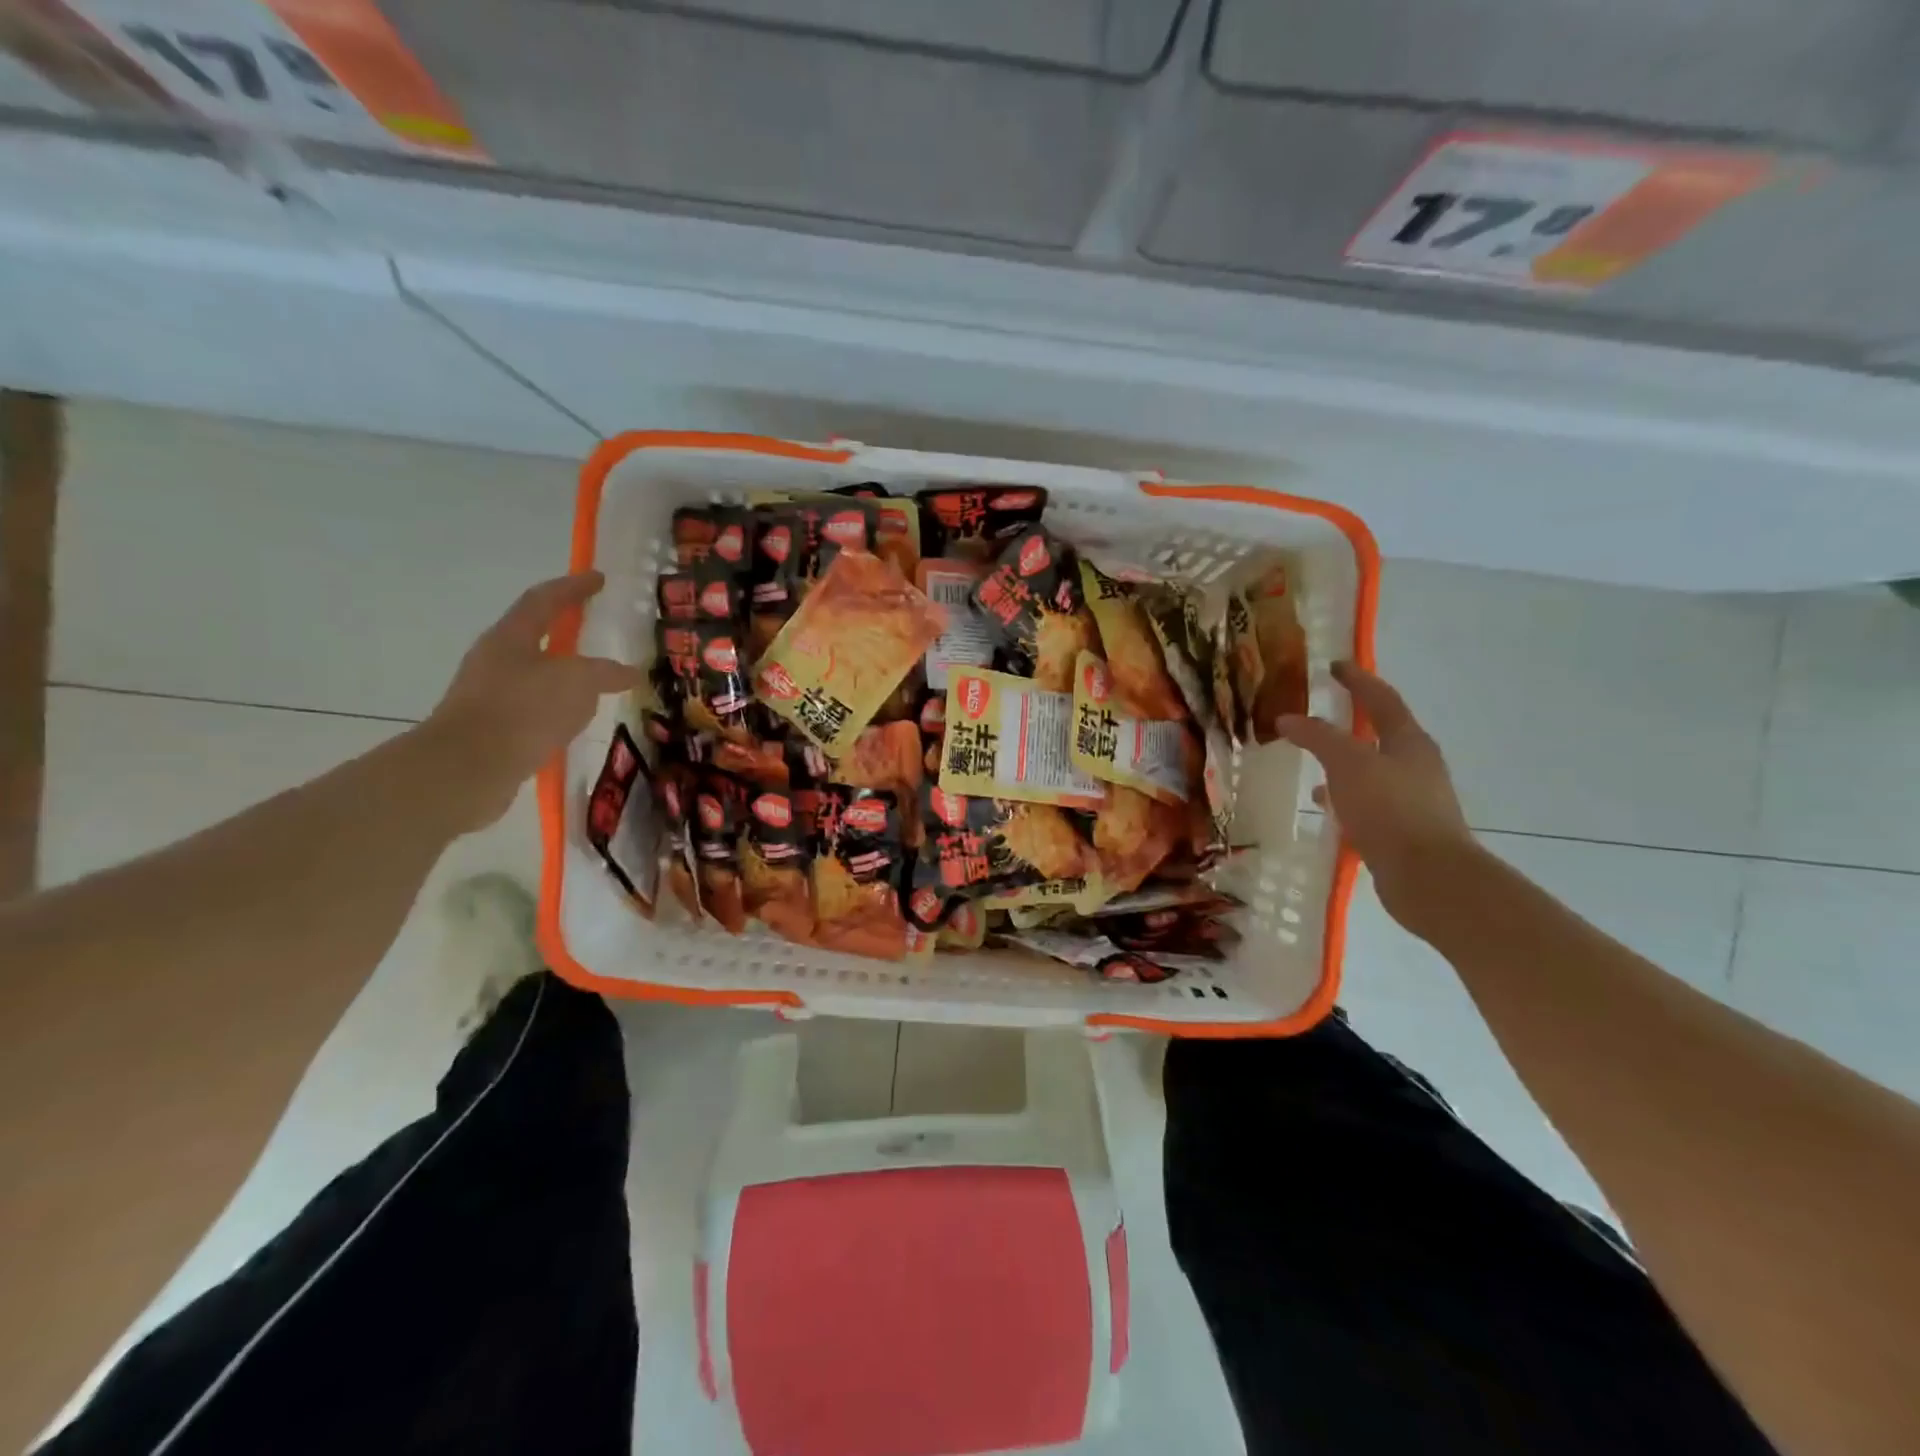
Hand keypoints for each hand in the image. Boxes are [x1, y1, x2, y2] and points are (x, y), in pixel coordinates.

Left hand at [422, 572, 644, 831]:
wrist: (467, 768)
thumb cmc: (523, 710)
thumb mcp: (578, 683)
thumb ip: (606, 673)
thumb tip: (631, 672)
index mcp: (511, 637)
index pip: (545, 599)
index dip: (573, 586)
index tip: (598, 578)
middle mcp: (496, 658)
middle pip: (535, 634)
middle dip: (567, 629)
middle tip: (597, 628)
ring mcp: (490, 693)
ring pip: (535, 672)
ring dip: (563, 672)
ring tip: (595, 680)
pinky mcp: (493, 726)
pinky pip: (533, 705)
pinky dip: (557, 705)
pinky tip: (576, 719)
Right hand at [1275, 662, 1476, 926]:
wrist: (1430, 878)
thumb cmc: (1391, 810)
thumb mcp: (1348, 764)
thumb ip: (1318, 738)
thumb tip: (1288, 718)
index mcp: (1408, 742)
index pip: (1381, 699)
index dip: (1357, 680)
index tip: (1334, 665)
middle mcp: (1415, 765)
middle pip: (1380, 734)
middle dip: (1350, 722)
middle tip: (1318, 714)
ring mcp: (1411, 799)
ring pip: (1371, 770)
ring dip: (1344, 763)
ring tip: (1311, 764)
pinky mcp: (1402, 829)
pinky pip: (1367, 801)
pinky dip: (1344, 796)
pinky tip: (1324, 806)